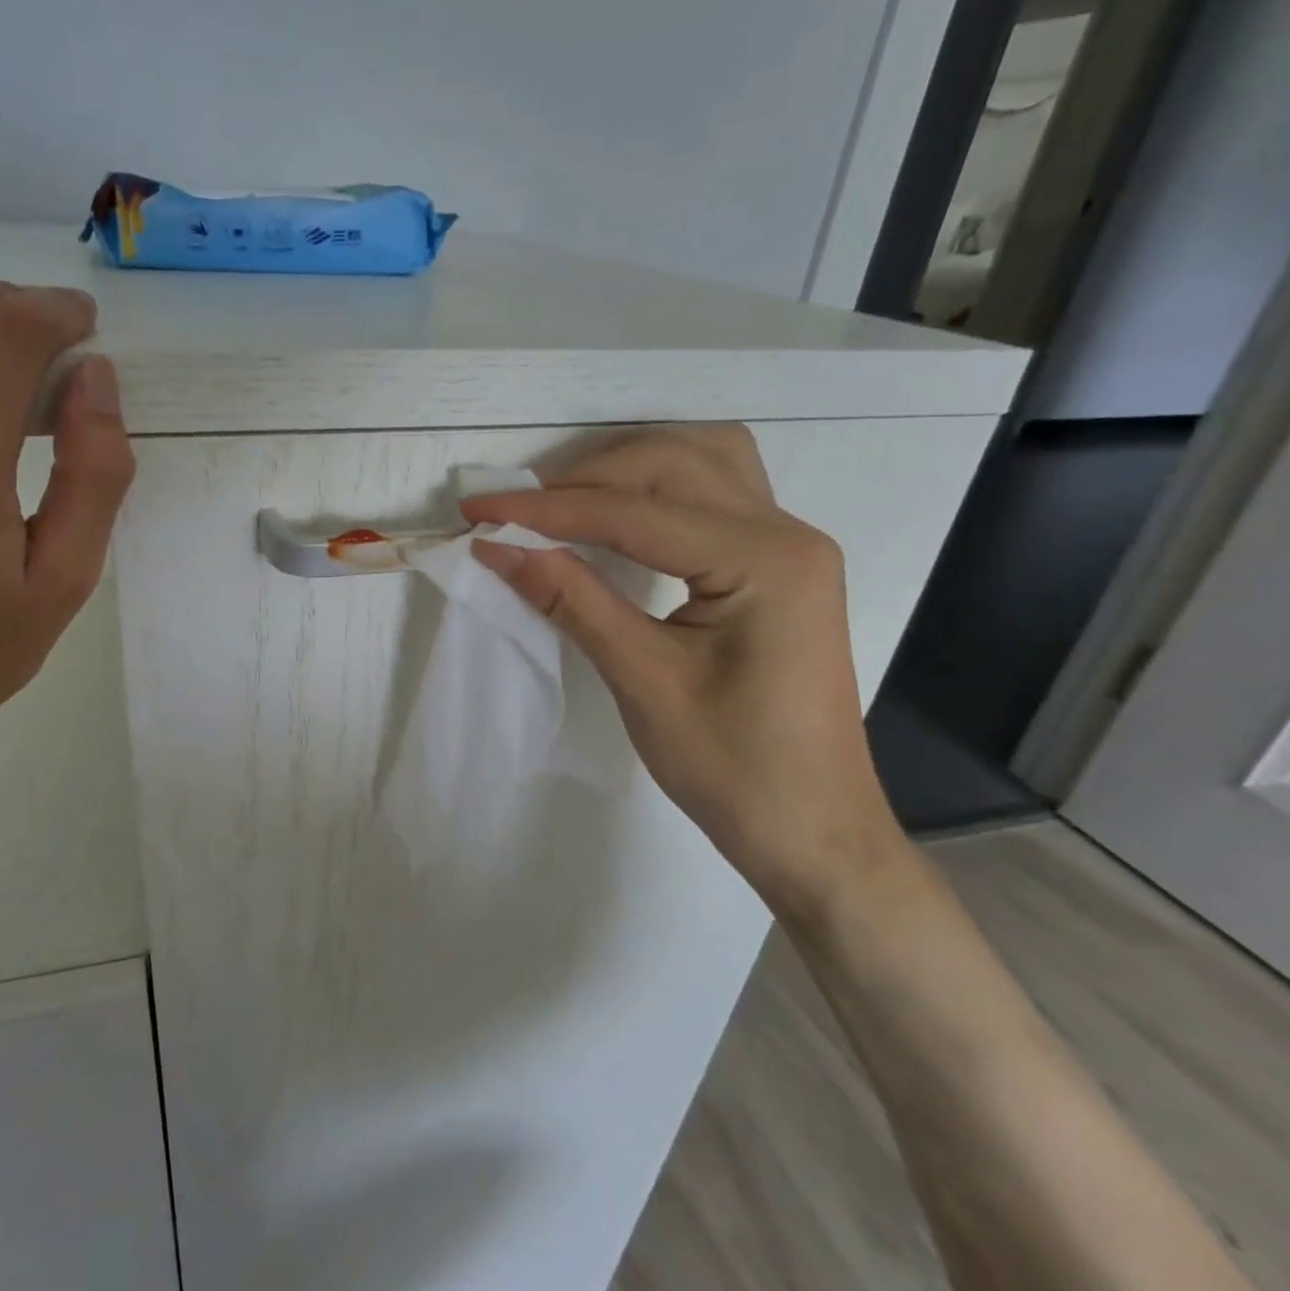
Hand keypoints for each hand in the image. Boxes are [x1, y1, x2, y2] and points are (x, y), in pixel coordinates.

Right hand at [460, 426, 903, 919]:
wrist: (811, 830)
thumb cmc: (733, 768)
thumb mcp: (642, 680)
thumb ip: (571, 599)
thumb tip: (497, 548)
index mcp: (765, 561)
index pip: (634, 512)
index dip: (546, 509)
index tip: (478, 509)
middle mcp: (788, 532)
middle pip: (673, 463)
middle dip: (584, 477)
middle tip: (515, 510)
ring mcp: (790, 544)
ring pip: (702, 460)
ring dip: (626, 467)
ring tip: (563, 500)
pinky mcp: (778, 563)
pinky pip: (715, 492)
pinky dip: (658, 487)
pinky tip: (620, 512)